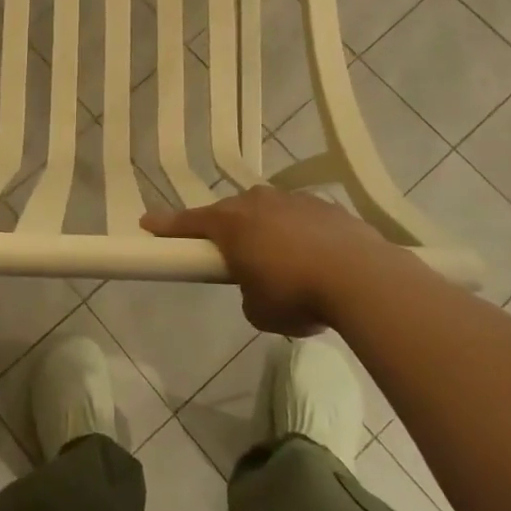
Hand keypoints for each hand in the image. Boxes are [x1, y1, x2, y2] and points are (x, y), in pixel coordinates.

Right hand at [142, 187, 407, 335]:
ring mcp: (294, 200)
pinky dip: (301, 233)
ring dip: (268, 229)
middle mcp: (258, 202)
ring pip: (269, 210)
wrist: (362, 278)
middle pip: (231, 212)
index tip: (147, 222)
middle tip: (232, 255)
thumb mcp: (258, 310)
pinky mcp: (327, 206)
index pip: (189, 222)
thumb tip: (258, 285)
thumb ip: (247, 293)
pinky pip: (302, 217)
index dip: (167, 225)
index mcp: (231, 224)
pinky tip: (316, 258)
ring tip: (283, 261)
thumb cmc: (297, 294)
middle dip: (228, 230)